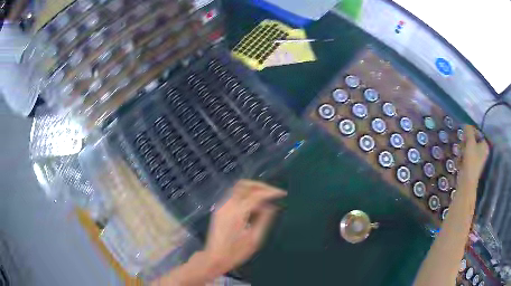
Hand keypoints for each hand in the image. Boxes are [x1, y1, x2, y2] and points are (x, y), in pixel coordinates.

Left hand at [202, 180, 286, 275]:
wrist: (214, 258)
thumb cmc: (236, 252)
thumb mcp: (255, 239)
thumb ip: (264, 219)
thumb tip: (272, 206)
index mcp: (237, 212)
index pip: (256, 195)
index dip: (271, 192)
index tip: (282, 193)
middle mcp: (227, 205)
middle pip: (244, 185)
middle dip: (261, 186)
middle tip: (273, 192)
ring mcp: (221, 206)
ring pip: (238, 188)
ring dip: (253, 189)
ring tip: (266, 198)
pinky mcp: (219, 209)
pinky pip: (234, 195)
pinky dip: (245, 195)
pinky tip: (254, 206)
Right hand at [459, 125, 489, 188]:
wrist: (466, 183)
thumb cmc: (471, 161)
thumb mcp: (470, 143)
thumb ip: (469, 131)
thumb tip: (466, 124)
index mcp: (485, 145)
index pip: (477, 132)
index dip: (470, 132)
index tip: (464, 135)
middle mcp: (483, 151)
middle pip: (472, 140)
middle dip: (465, 142)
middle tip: (462, 145)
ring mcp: (477, 159)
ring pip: (468, 148)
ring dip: (463, 150)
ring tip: (460, 155)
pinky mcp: (472, 166)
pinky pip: (466, 157)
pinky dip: (462, 157)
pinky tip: (459, 161)